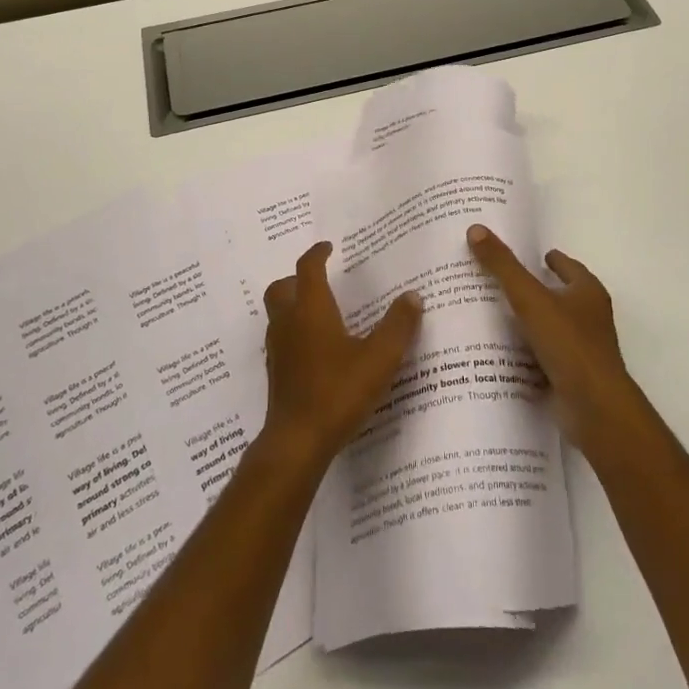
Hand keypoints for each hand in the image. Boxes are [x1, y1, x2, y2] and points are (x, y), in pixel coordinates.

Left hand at [262, 241, 422, 468]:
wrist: (298, 440)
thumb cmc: (339, 391)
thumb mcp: (379, 358)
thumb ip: (398, 326)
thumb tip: (413, 296)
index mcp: (311, 309)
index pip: (308, 269)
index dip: (317, 254)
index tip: (328, 247)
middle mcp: (289, 322)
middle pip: (282, 288)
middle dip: (297, 279)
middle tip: (319, 281)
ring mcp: (278, 349)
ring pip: (277, 314)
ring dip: (293, 305)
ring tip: (320, 313)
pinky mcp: (276, 373)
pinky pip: (281, 339)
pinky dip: (294, 332)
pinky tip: (316, 350)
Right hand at [468, 224, 641, 452]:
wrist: (594, 408)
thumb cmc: (568, 343)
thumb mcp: (530, 298)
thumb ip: (503, 266)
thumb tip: (476, 228)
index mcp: (587, 293)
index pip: (568, 267)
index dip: (551, 260)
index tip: (532, 255)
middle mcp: (590, 318)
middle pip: (560, 296)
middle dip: (536, 289)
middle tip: (501, 281)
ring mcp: (583, 350)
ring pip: (551, 328)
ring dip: (530, 323)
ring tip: (493, 315)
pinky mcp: (572, 377)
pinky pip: (544, 357)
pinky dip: (528, 353)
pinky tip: (502, 352)